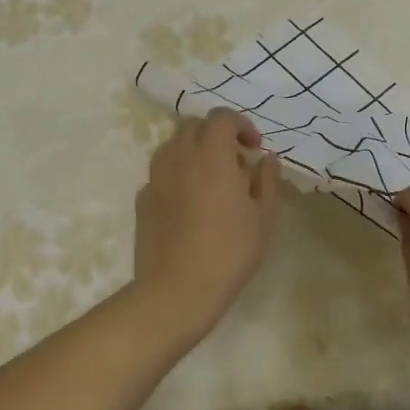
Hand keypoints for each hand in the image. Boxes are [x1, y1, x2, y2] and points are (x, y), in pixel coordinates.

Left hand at [133, 109, 282, 345]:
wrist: (177, 290)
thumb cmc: (229, 252)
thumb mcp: (264, 218)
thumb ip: (267, 181)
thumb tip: (267, 159)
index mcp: (212, 156)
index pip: (221, 118)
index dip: (241, 125)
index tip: (254, 148)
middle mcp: (179, 157)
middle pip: (193, 126)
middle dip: (216, 134)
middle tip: (235, 161)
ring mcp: (155, 178)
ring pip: (172, 146)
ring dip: (194, 151)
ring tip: (211, 179)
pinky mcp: (142, 199)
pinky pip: (161, 173)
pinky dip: (177, 175)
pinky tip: (190, 203)